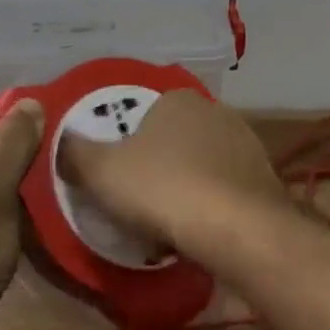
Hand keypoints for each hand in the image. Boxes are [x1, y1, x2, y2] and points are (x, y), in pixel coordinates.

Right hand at [57, 90, 285, 259]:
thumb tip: (64, 141)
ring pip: (203, 164)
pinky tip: (201, 230)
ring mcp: (247, 143)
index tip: (117, 175)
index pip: (145, 113)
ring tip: (170, 222)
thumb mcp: (100, 171)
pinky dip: (213, 204)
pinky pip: (227, 188)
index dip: (127, 143)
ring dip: (187, 185)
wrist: (237, 229)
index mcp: (177, 99)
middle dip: (159, 164)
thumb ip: (75, 152)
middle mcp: (216, 111)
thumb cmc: (162, 189)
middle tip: (140, 200)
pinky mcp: (266, 178)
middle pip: (176, 138)